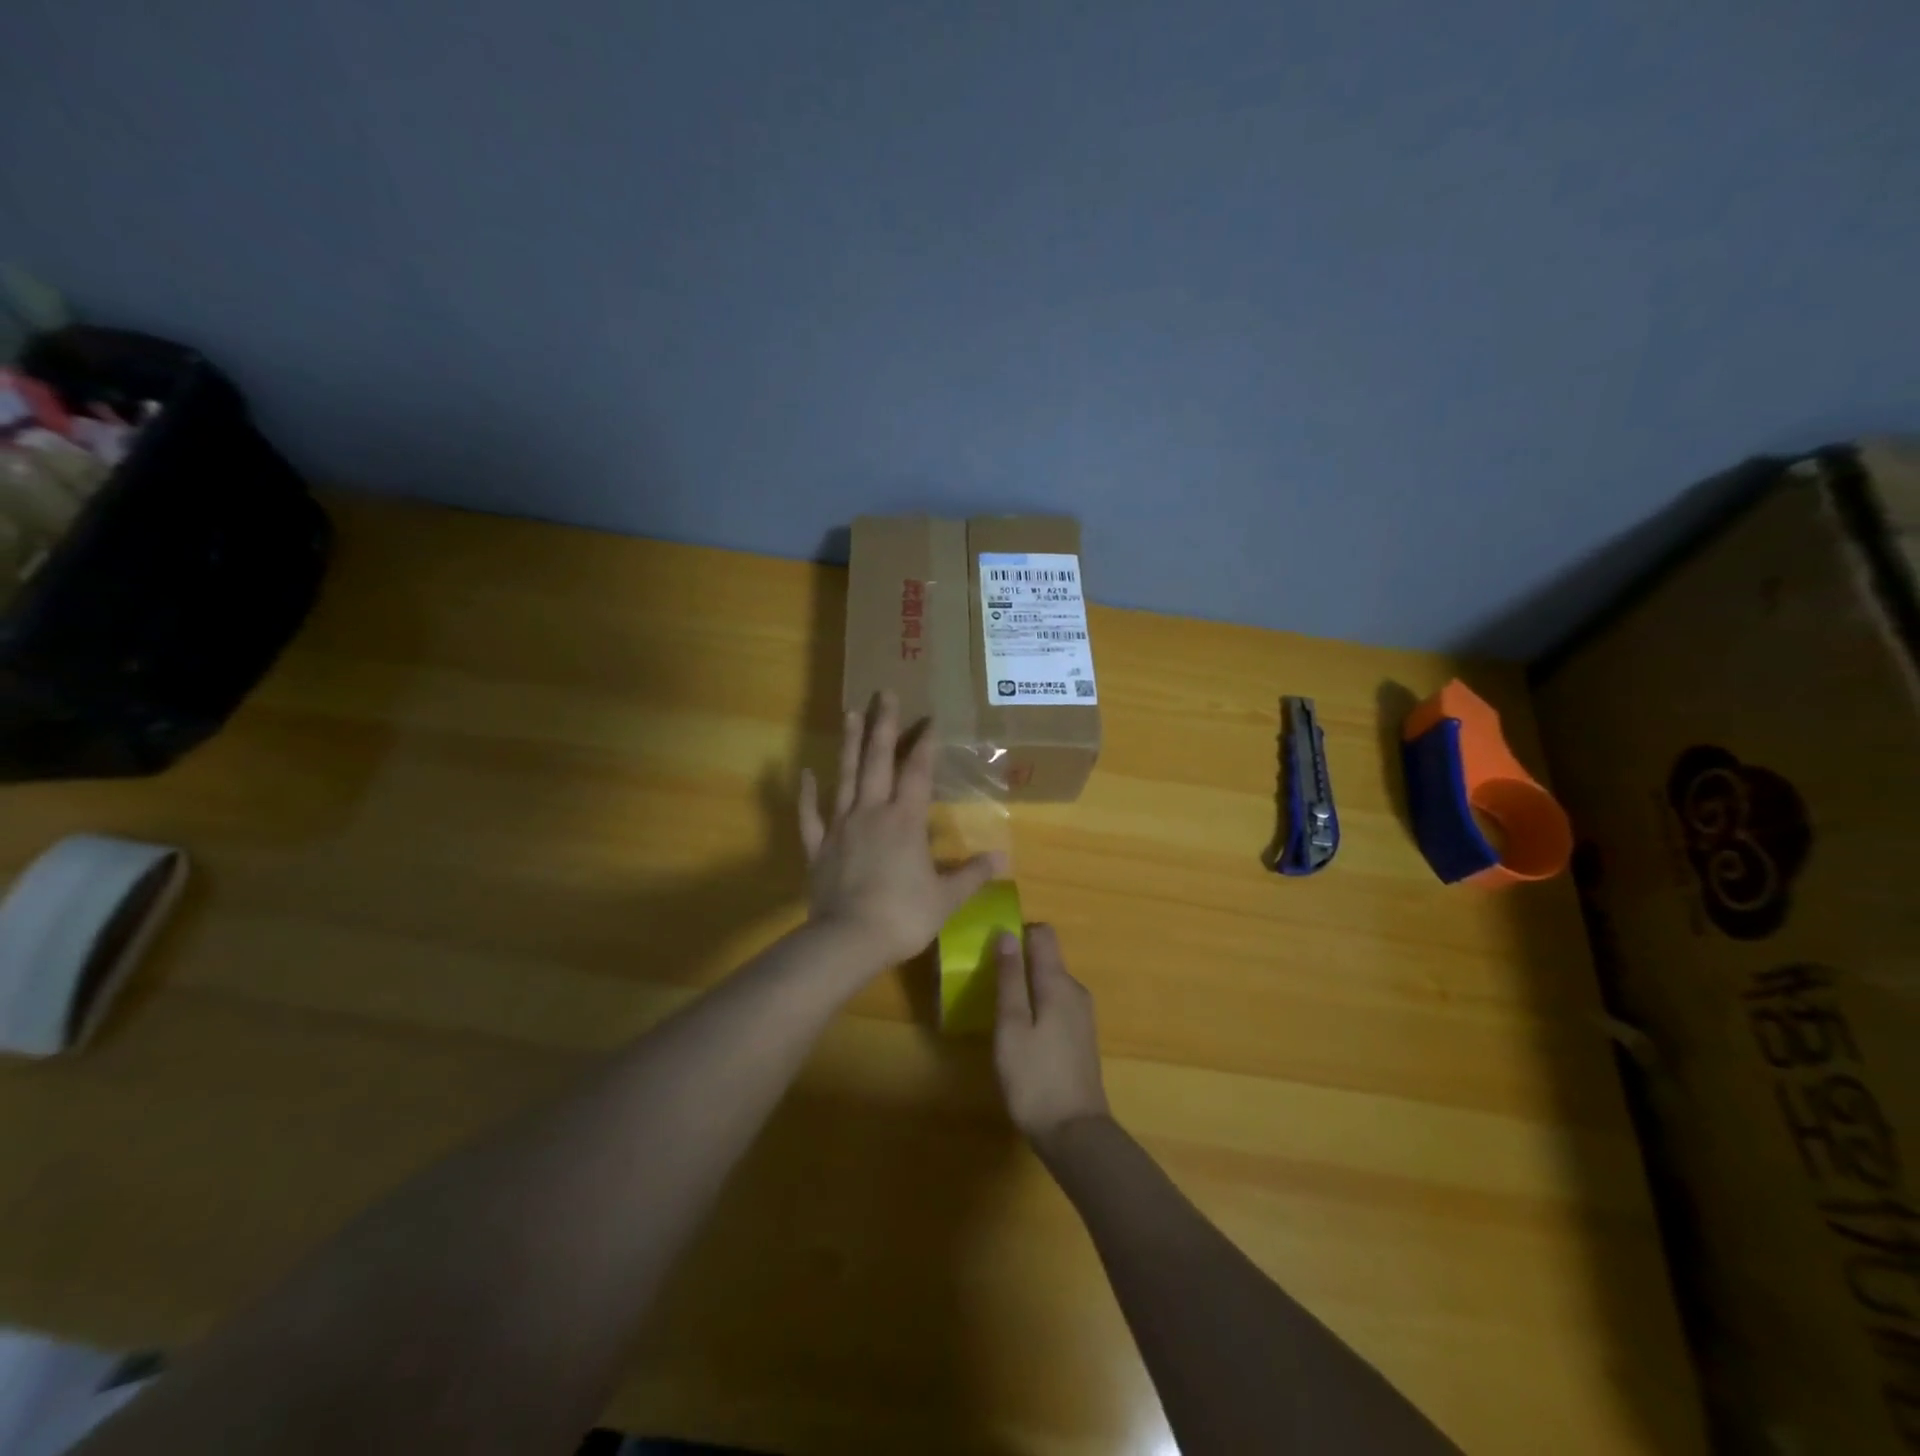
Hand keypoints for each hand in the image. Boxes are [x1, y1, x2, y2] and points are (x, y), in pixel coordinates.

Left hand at [799, 692, 1002, 967]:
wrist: (849, 941)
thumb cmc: (903, 916)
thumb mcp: (946, 898)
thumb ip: (972, 875)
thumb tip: (1003, 859)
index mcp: (905, 821)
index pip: (917, 772)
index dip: (925, 744)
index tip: (929, 719)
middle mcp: (872, 813)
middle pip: (877, 761)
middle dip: (883, 726)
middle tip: (883, 694)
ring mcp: (841, 826)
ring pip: (845, 777)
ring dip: (848, 745)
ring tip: (850, 713)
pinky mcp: (819, 847)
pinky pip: (810, 815)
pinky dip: (806, 794)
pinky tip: (806, 774)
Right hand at [993, 924, 1110, 1146]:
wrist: (1075, 1133)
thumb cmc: (1035, 1078)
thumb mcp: (1012, 1026)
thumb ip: (1010, 978)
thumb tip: (1006, 933)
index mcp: (1059, 982)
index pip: (1043, 934)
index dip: (1017, 933)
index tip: (991, 949)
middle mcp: (1075, 991)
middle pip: (1047, 957)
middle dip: (1018, 961)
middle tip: (987, 984)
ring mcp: (1082, 1015)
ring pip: (1050, 982)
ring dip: (1026, 986)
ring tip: (999, 1010)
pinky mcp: (1080, 1036)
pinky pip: (1055, 1003)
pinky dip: (1037, 1005)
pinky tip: (1020, 1032)